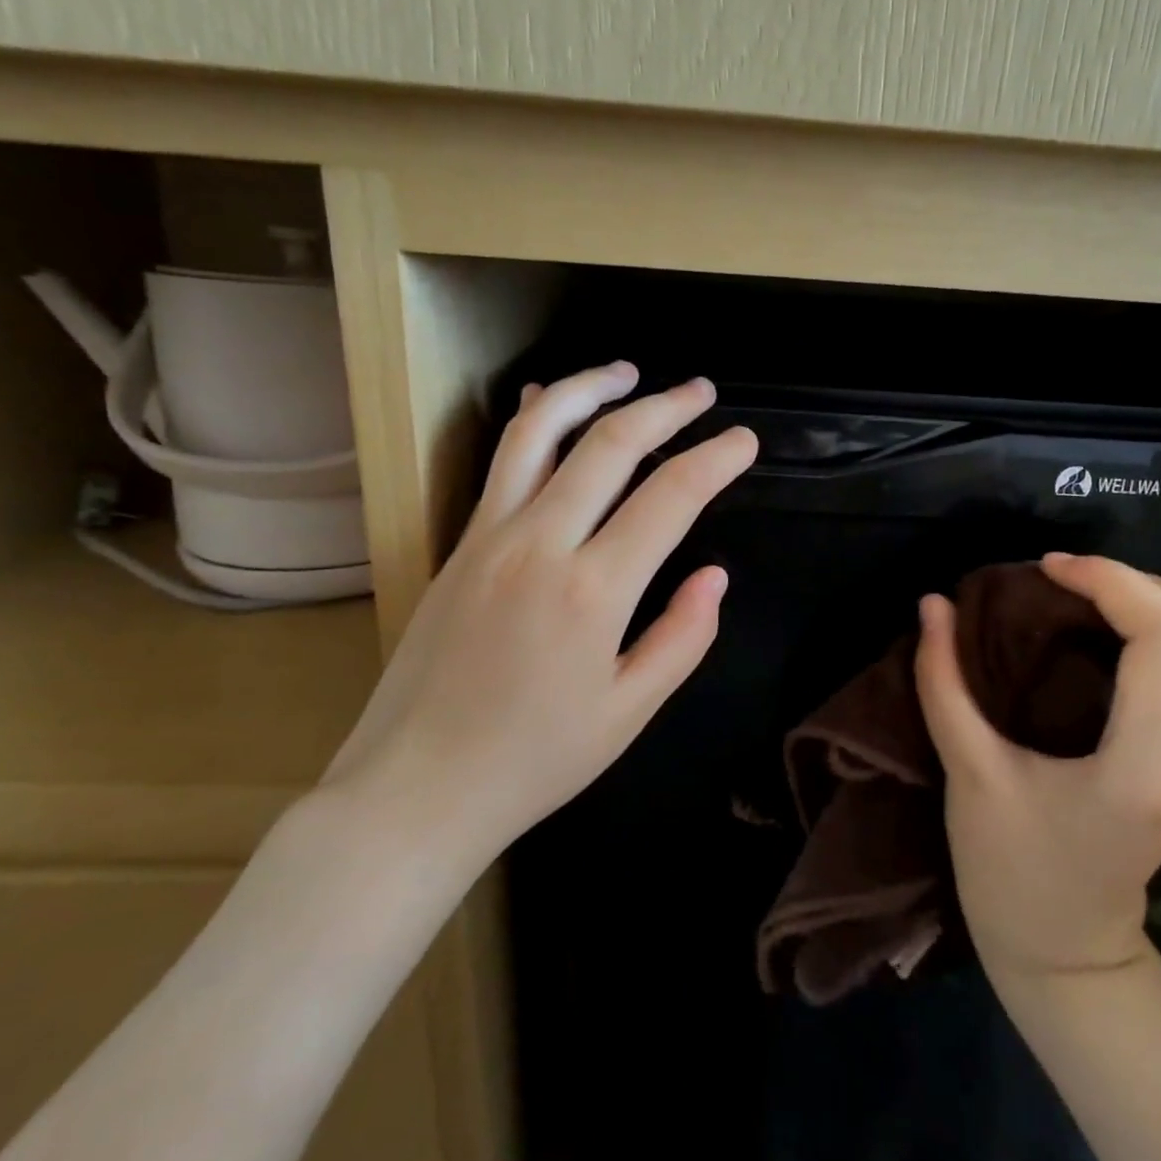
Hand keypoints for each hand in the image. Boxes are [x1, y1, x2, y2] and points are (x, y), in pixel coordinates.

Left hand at [323, 363, 757, 868]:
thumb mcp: (628, 713)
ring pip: (542, 433)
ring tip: (629, 371)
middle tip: (703, 392)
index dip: (716, 459)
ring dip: (591, 390)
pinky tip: (550, 402)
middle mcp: (541, 545)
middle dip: (666, 408)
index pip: (670, 498)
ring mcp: (490, 537)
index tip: (744, 440)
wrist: (415, 789)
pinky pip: (501, 463)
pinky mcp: (459, 544)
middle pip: (611, 445)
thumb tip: (714, 575)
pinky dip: (534, 421)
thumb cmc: (534, 761)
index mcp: (593, 592)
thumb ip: (681, 638)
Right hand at [914, 553, 1160, 981]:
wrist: (1065, 957)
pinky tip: (1107, 639)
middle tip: (1085, 582)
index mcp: (1144, 762)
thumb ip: (944, 684)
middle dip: (1158, 584)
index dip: (1110, 580)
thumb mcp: (969, 775)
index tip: (1048, 569)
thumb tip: (933, 605)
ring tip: (1101, 600)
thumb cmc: (1011, 872)